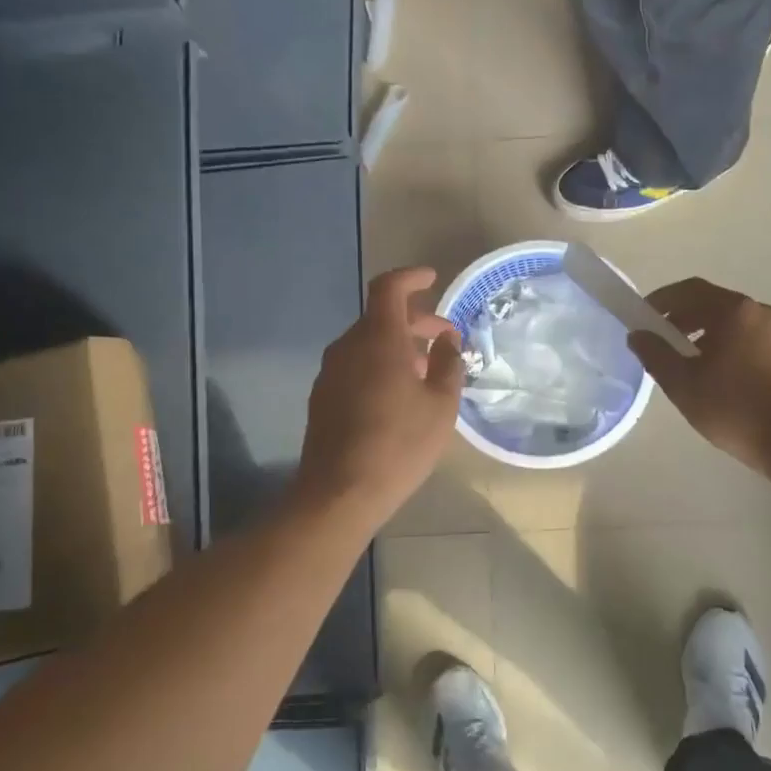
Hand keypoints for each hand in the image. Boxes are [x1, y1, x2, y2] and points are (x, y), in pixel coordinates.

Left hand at [294, 266, 463, 530]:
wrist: (339, 492)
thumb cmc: (399, 444)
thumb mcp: (440, 405)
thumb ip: (448, 363)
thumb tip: (446, 339)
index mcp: (378, 339)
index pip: (388, 288)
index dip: (410, 278)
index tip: (432, 279)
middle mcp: (348, 347)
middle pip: (380, 317)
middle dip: (415, 320)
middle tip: (444, 337)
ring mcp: (331, 372)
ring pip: (368, 343)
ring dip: (398, 346)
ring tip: (427, 370)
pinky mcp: (323, 396)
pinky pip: (356, 365)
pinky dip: (380, 365)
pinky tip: (399, 394)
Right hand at [627, 278, 770, 473]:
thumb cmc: (733, 408)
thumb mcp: (682, 383)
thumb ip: (655, 354)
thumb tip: (637, 334)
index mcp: (734, 310)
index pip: (689, 290)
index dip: (661, 300)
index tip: (642, 318)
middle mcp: (760, 311)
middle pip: (712, 303)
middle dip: (682, 318)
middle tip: (660, 342)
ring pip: (732, 322)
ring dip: (704, 333)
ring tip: (685, 362)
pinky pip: (749, 337)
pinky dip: (726, 345)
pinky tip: (716, 374)